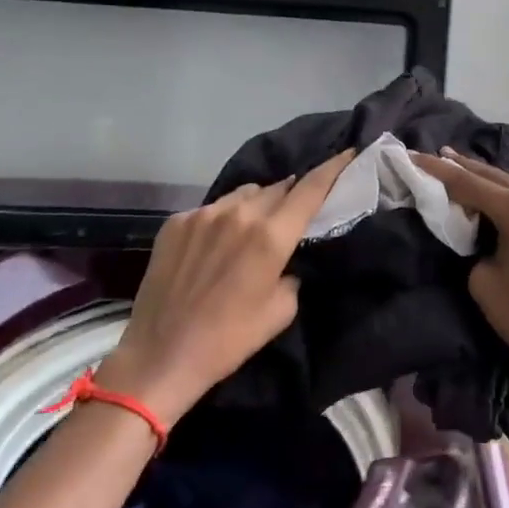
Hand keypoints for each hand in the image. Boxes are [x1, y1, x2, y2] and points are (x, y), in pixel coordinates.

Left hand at [95, 151, 354, 425]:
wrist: (161, 355)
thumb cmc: (229, 339)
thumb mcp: (280, 311)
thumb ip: (292, 273)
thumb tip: (286, 260)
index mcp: (270, 236)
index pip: (310, 189)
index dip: (333, 168)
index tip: (348, 152)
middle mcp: (238, 214)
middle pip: (277, 188)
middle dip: (292, 195)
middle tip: (296, 210)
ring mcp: (203, 214)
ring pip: (243, 194)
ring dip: (257, 204)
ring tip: (256, 225)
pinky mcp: (176, 222)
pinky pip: (212, 209)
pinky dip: (224, 218)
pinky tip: (217, 244)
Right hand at [412, 149, 508, 413]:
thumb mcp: (484, 283)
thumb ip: (471, 249)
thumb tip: (475, 239)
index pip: (467, 182)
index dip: (435, 170)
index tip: (409, 156)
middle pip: (491, 175)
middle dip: (460, 166)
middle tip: (432, 155)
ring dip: (481, 179)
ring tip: (454, 170)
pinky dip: (498, 196)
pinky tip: (485, 200)